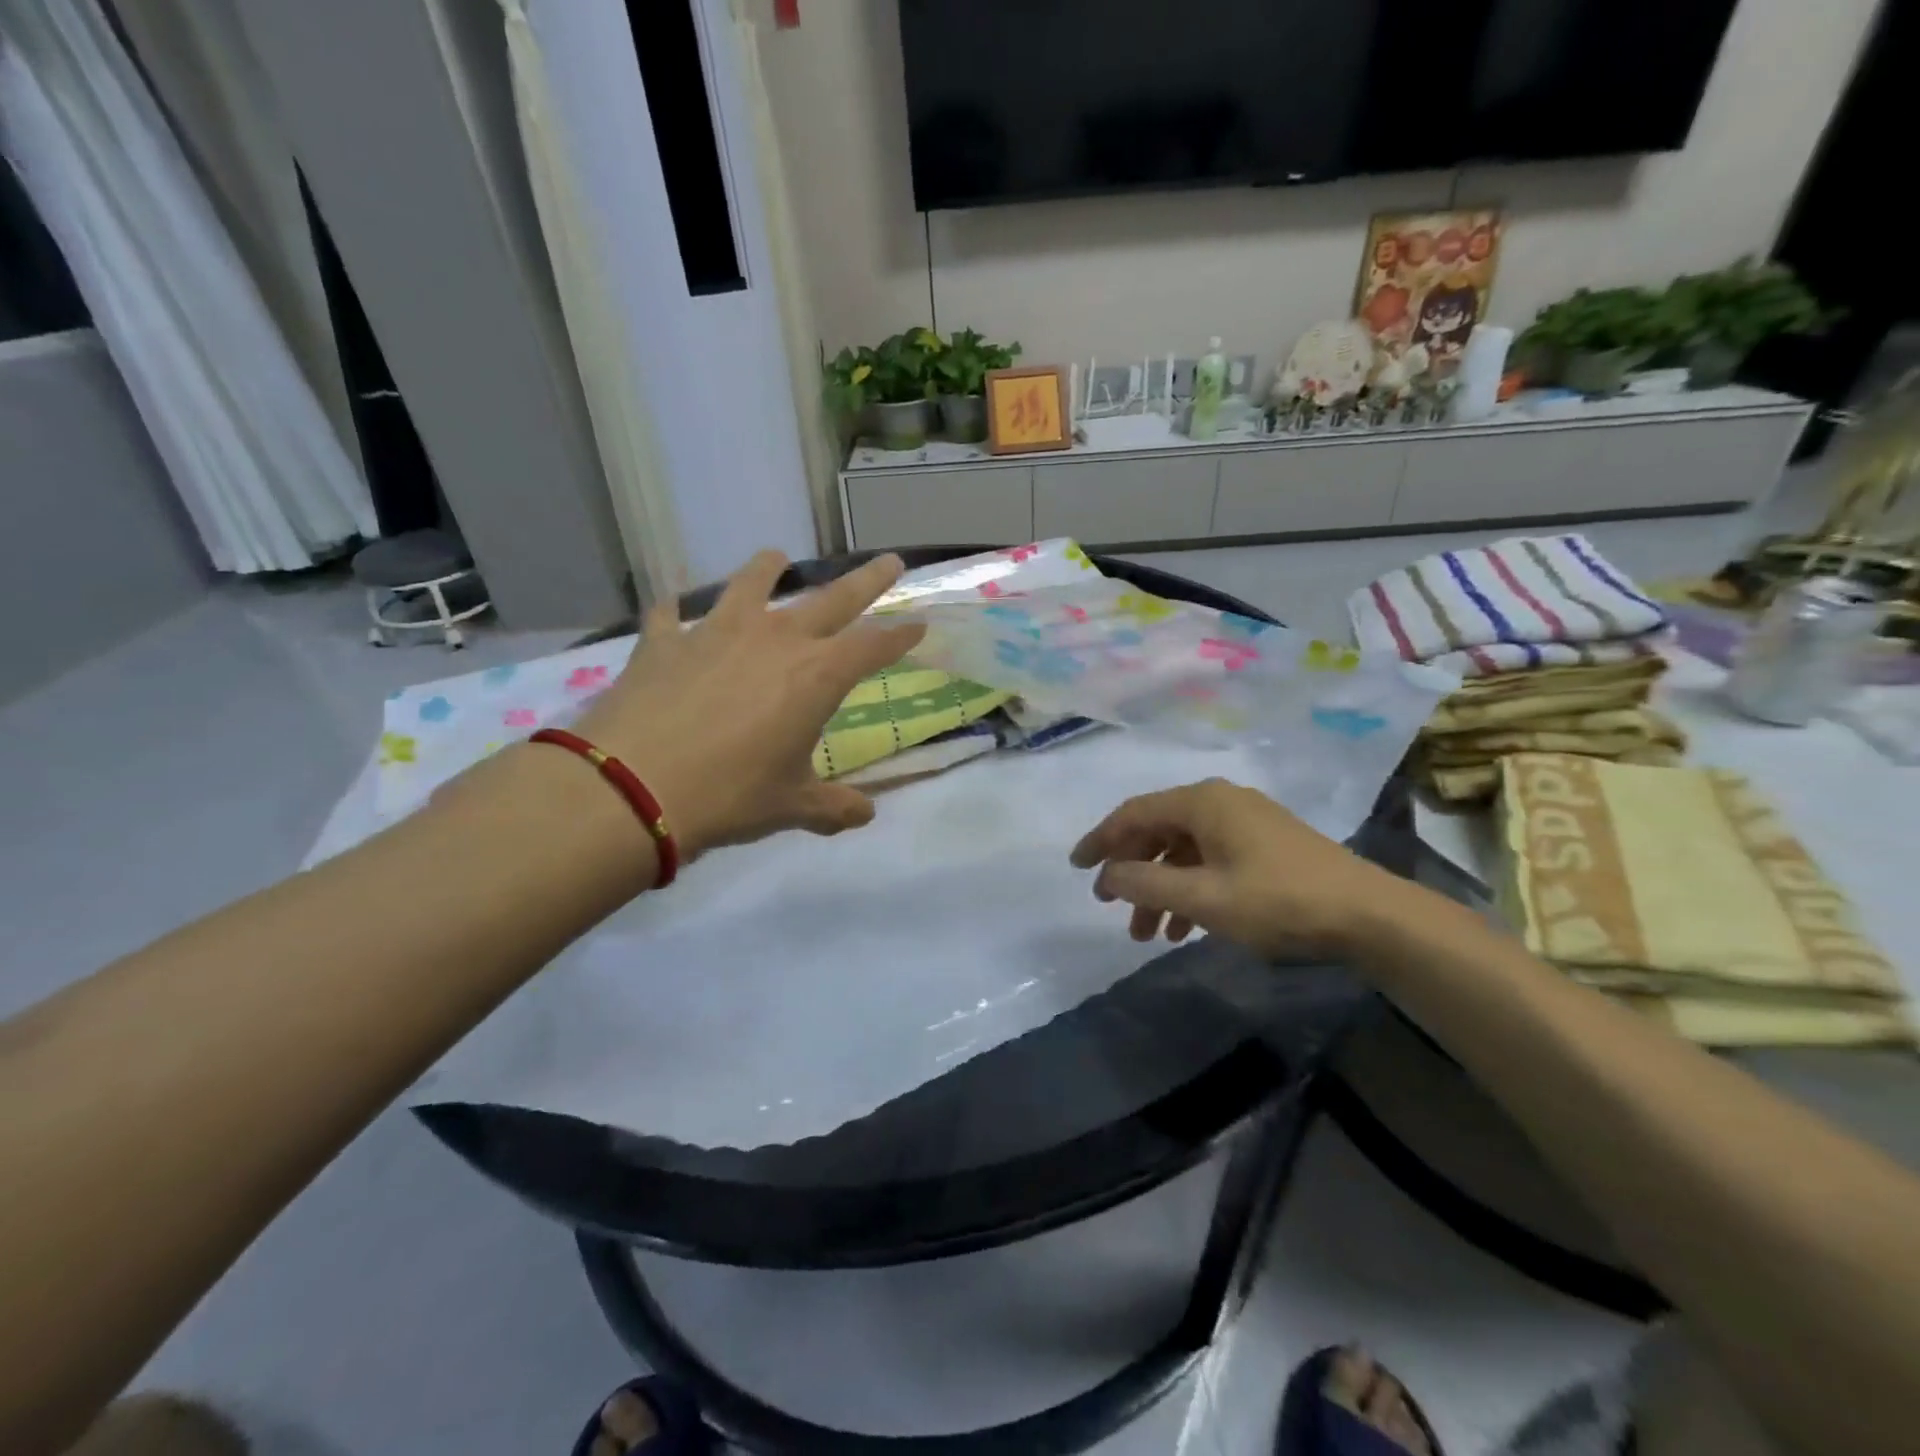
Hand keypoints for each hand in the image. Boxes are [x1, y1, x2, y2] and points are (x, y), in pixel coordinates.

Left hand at [570, 551, 924, 859]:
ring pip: (750, 584)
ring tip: (776, 558)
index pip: (874, 645)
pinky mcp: (663, 642)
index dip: (901, 635)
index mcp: (816, 675)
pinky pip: (670, 615)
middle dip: (866, 580)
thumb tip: (865, 815)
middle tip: (889, 561)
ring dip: (768, 569)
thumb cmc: (730, 796)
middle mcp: (774, 640)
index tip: (920, 623)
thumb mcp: (792, 806)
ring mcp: (715, 633)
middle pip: (832, 599)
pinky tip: (672, 610)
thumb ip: (833, 807)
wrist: (632, 788)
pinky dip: (675, 612)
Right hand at [1069, 779, 1408, 957]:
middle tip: (1110, 906)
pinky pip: (1209, 860)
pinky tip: (1186, 928)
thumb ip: (1147, 884)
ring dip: (1160, 889)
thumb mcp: (1204, 898)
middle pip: (1157, 831)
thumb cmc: (1279, 901)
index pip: (1134, 813)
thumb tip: (1107, 874)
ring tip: (1148, 934)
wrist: (1369, 915)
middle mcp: (1219, 802)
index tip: (1077, 868)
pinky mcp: (1264, 844)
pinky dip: (1190, 889)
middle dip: (1132, 872)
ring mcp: (1245, 822)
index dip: (1100, 840)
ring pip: (1183, 850)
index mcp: (1202, 802)